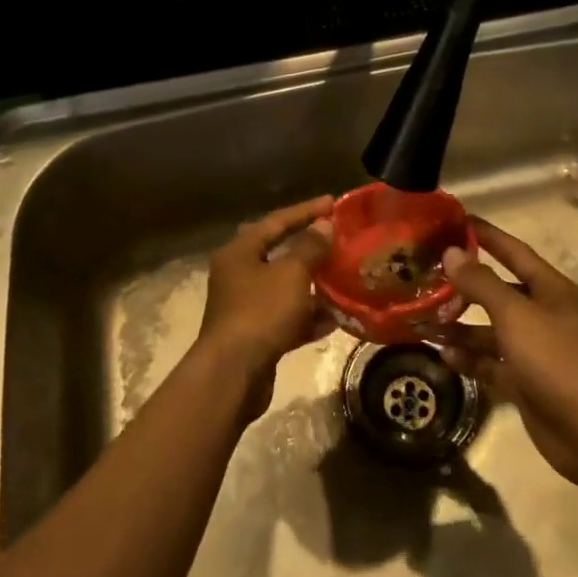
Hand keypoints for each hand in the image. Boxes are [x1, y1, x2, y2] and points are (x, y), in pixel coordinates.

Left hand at [196, 195, 334, 418]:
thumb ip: (310, 247)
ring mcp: (245, 307)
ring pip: (284, 288)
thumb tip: (324, 225)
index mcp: (240, 252)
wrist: (234, 374)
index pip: (276, 221)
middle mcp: (238, 275)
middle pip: (278, 253)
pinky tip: (334, 319)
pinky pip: (286, 318)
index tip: (333, 202)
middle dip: (308, 247)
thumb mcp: (291, 273)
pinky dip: (308, 316)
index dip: (306, 210)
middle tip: (337, 239)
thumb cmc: (261, 312)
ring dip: (312, 284)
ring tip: (343, 278)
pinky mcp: (255, 335)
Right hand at [436, 219, 577, 488]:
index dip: (485, 235)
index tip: (454, 221)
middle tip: (427, 280)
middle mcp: (544, 314)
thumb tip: (451, 253)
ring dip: (460, 326)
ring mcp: (535, 350)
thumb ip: (481, 283)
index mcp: (551, 289)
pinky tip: (444, 355)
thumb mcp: (514, 314)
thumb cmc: (554, 359)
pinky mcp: (525, 381)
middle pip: (498, 291)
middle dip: (464, 287)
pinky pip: (491, 362)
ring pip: (490, 330)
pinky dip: (469, 358)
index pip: (513, 251)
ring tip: (425, 322)